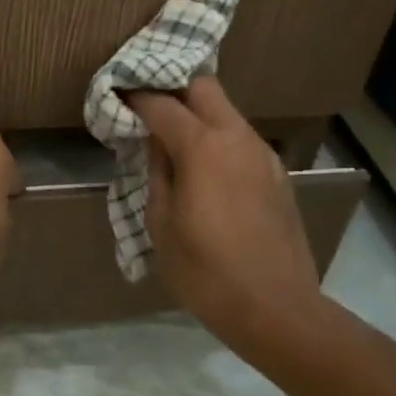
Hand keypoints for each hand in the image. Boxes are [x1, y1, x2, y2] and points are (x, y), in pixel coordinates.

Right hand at [126, 77, 322, 352]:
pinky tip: (206, 167)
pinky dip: (218, 136)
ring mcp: (262, 152)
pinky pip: (241, 137)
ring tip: (174, 137)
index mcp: (202, 146)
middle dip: (173, 86)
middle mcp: (236, 136)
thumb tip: (154, 143)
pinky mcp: (277, 172)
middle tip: (149, 105)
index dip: (136, 96)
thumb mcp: (161, 225)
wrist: (279, 310)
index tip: (117, 95)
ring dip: (198, 112)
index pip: (161, 103)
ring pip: (226, 109)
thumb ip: (156, 172)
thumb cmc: (207, 272)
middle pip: (203, 85)